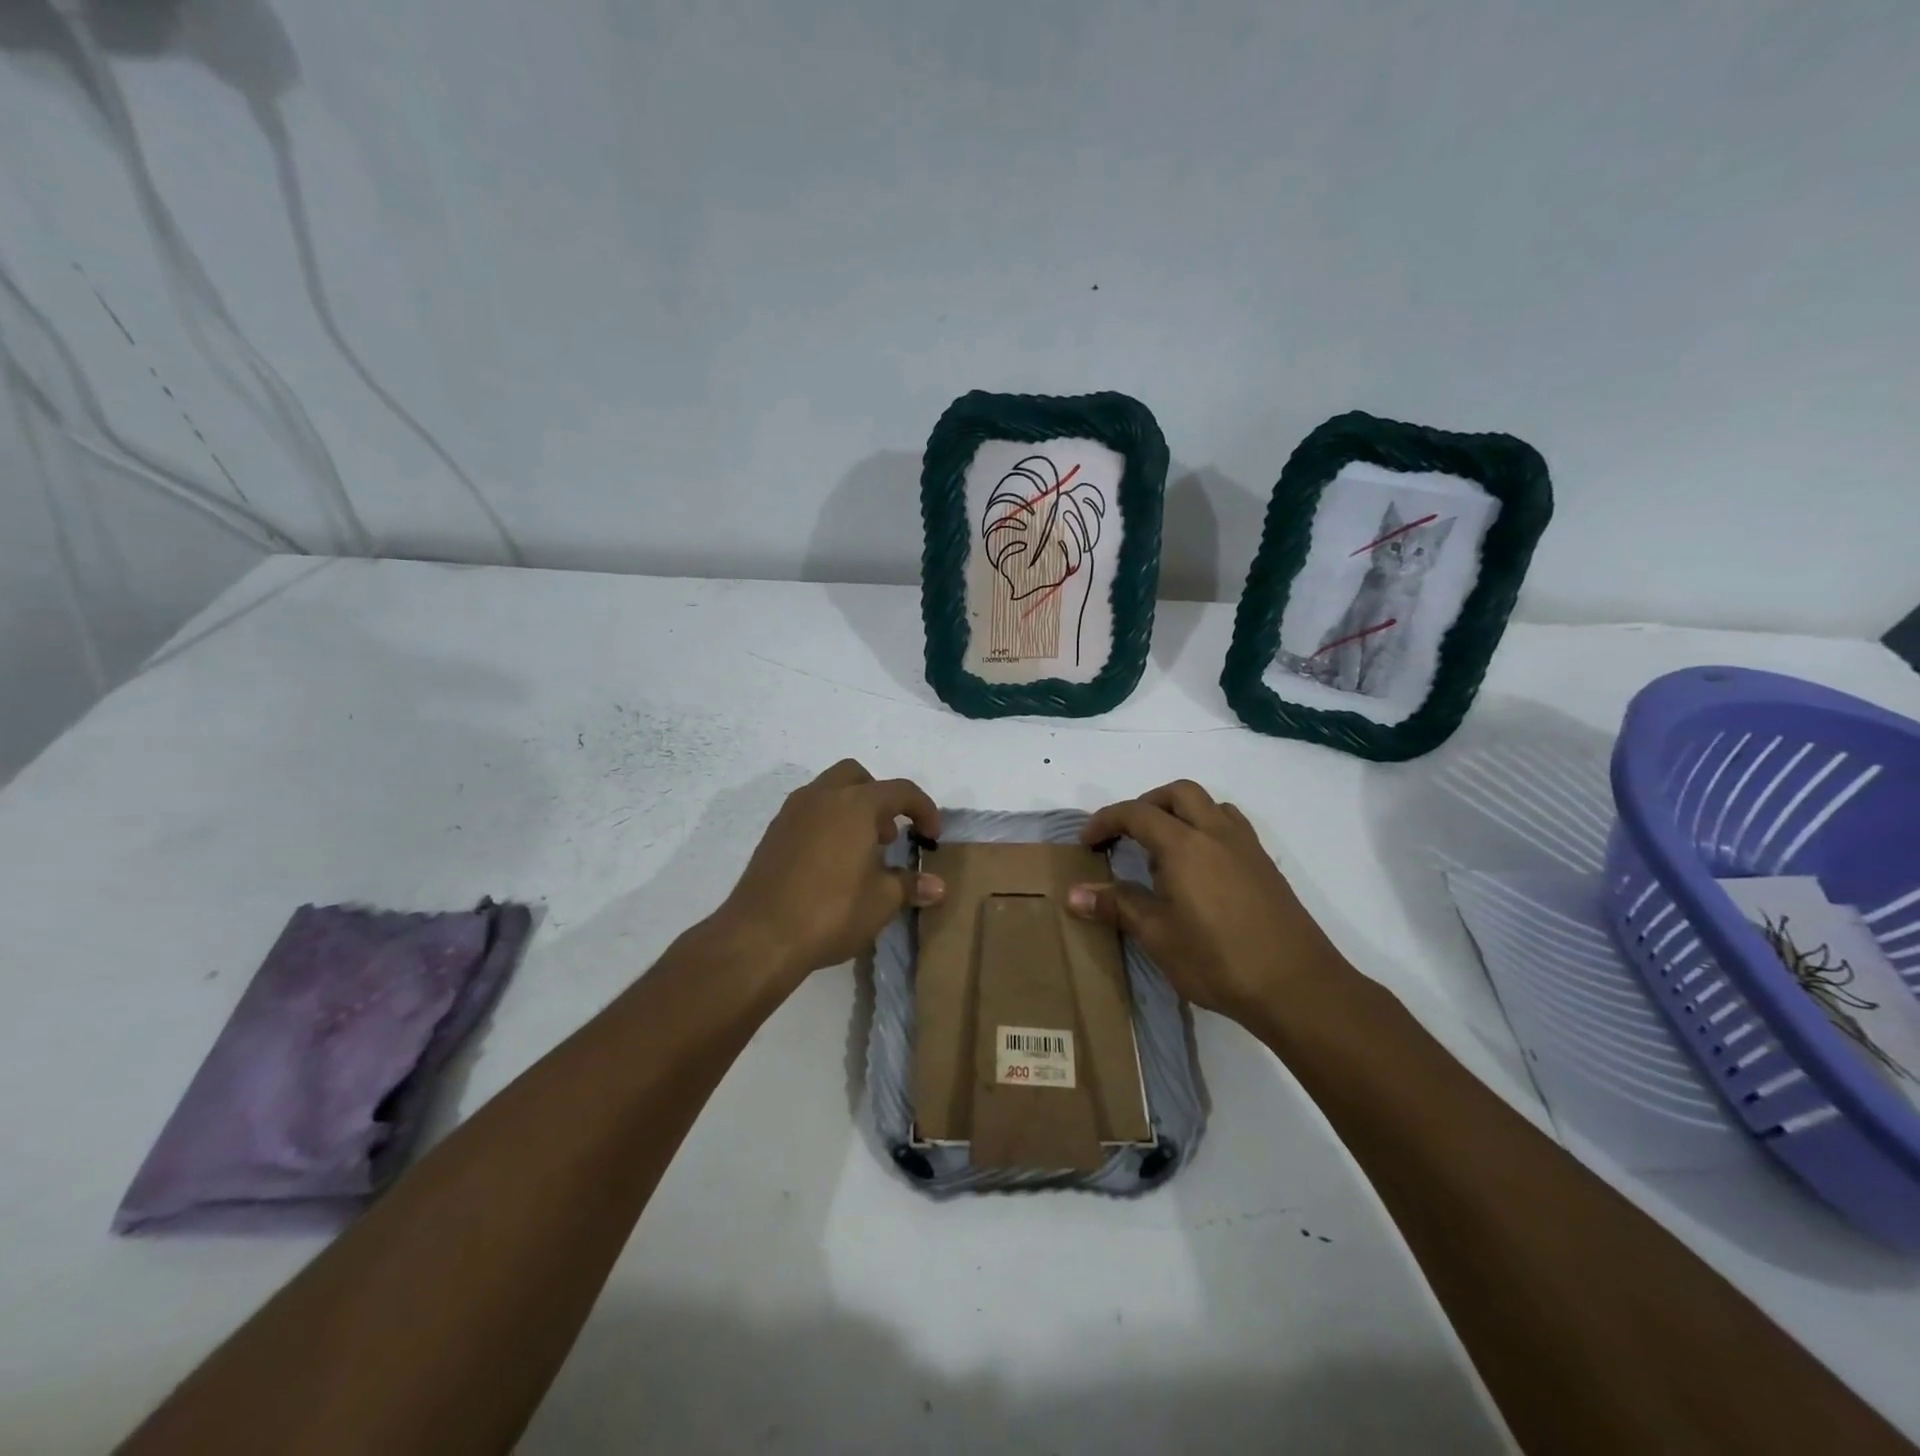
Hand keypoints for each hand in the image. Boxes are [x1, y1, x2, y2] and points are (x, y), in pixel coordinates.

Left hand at [714, 760, 943, 984]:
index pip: (900, 791)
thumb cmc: (831, 911)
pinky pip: (808, 814)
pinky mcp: (772, 835)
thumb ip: (909, 885)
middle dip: (880, 798)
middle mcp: (822, 797)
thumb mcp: (881, 901)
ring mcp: (792, 814)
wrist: (759, 936)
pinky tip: (832, 865)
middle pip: (857, 777)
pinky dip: (827, 825)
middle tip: (889, 835)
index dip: (924, 809)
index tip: (932, 836)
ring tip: (862, 853)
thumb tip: (937, 886)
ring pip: (828, 792)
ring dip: (851, 810)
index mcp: (855, 804)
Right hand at [1066, 781, 1342, 1027]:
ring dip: (1180, 812)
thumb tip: (1073, 895)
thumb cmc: (1217, 960)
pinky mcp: (1265, 866)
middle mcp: (1216, 833)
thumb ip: (1117, 906)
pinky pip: (1230, 826)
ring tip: (1163, 850)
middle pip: (1178, 793)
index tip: (1087, 842)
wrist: (1297, 986)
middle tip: (1126, 835)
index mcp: (1184, 845)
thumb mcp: (1157, 935)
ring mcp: (1246, 847)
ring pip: (1209, 805)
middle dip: (1146, 804)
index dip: (1106, 821)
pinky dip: (1206, 828)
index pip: (1136, 813)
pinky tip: (1200, 869)